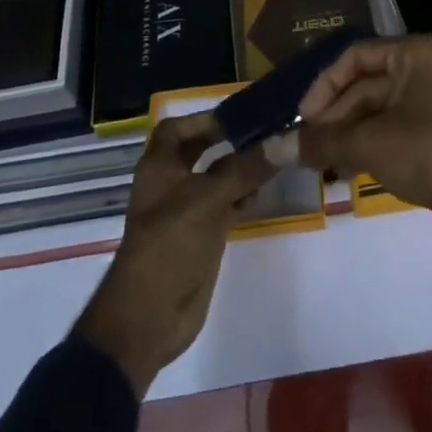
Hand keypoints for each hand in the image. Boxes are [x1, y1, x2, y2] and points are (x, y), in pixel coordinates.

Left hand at [74, 114, 272, 395]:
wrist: (149, 318)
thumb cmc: (168, 245)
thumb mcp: (207, 200)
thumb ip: (244, 169)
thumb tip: (282, 140)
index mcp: (160, 166)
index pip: (179, 127)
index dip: (206, 118)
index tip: (241, 113)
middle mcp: (172, 182)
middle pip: (203, 150)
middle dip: (230, 140)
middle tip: (266, 129)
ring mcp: (188, 210)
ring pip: (218, 177)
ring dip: (242, 167)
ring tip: (275, 155)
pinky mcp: (203, 235)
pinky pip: (227, 203)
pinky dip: (244, 194)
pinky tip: (266, 189)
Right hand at [297, 36, 431, 261]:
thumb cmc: (429, 153)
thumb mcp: (370, 144)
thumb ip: (323, 141)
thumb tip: (274, 147)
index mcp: (416, 53)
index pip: (356, 56)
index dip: (325, 86)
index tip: (303, 119)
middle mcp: (426, 66)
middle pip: (366, 83)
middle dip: (335, 116)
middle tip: (307, 147)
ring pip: (378, 108)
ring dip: (348, 133)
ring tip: (321, 163)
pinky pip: (394, 125)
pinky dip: (370, 143)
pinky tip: (346, 170)